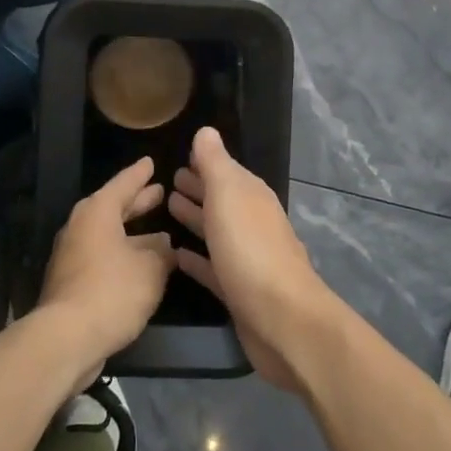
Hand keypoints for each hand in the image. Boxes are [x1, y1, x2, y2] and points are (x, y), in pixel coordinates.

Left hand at [38, 157, 175, 389]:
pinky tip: (141, 267)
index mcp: (98, 212)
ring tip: (159, 234)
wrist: (66, 338)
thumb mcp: (151, 268)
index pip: (123, 183)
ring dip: (132, 234)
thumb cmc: (112, 291)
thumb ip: (162, 252)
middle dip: (138, 202)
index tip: (152, 162)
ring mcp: (72, 255)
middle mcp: (81, 227)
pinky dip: (122, 256)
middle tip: (160, 192)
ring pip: (108, 235)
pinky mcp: (71, 282)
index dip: (140, 174)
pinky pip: (102, 257)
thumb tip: (164, 243)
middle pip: (113, 208)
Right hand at [168, 127, 340, 391]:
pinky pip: (212, 266)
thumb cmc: (250, 249)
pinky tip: (176, 255)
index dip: (204, 163)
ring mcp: (246, 258)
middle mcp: (251, 222)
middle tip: (169, 181)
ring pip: (216, 231)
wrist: (282, 319)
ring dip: (195, 219)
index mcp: (251, 196)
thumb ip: (215, 164)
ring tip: (168, 208)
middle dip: (198, 188)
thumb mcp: (228, 196)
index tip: (180, 155)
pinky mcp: (237, 291)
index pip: (225, 171)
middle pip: (221, 199)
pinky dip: (196, 258)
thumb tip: (206, 131)